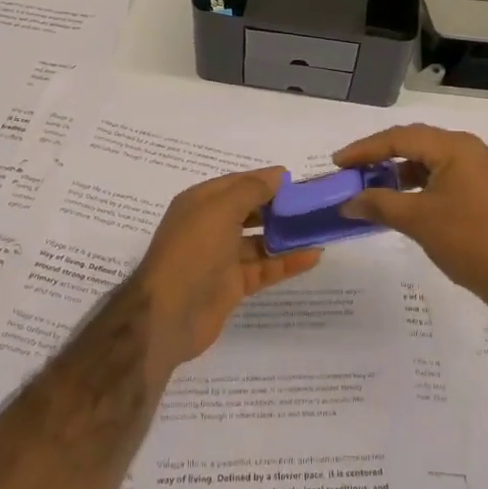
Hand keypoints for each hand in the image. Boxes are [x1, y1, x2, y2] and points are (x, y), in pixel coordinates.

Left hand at [129, 167, 321, 381]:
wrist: (168, 314)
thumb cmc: (192, 251)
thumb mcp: (220, 210)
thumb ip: (251, 189)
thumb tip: (277, 174)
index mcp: (201, 203)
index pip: (238, 183)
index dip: (266, 180)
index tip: (299, 181)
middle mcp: (210, 226)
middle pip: (250, 211)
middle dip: (279, 207)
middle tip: (314, 205)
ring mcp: (221, 258)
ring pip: (260, 241)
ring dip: (286, 235)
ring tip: (319, 228)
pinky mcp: (233, 285)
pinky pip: (264, 268)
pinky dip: (287, 262)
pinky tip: (313, 256)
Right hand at [333, 124, 487, 320]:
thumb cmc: (470, 241)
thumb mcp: (418, 221)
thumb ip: (379, 205)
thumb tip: (347, 202)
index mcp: (455, 147)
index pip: (400, 138)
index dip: (364, 149)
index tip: (337, 163)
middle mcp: (468, 150)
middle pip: (414, 144)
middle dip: (379, 157)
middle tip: (350, 171)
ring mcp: (478, 170)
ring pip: (427, 161)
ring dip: (397, 172)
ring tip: (370, 187)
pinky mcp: (482, 191)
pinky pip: (440, 177)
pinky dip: (416, 185)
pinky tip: (399, 202)